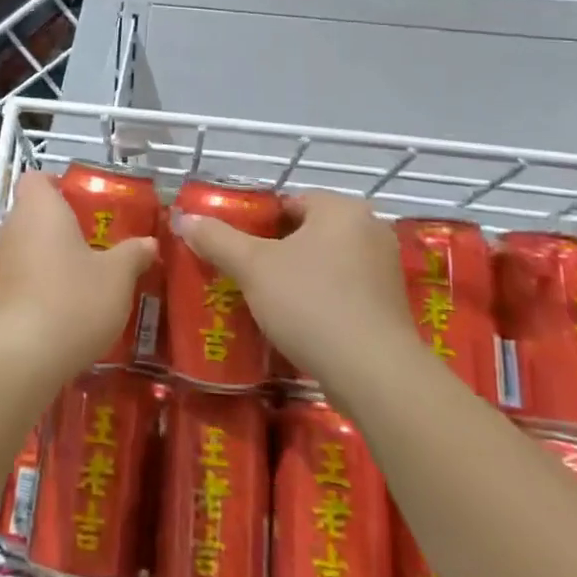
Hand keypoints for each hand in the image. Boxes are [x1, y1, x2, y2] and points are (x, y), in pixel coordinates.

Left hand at [0, 173, 154, 383]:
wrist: (22, 357)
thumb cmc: (73, 299)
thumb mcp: (117, 276)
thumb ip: (133, 254)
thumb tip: (150, 243)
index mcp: (39, 208)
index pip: (37, 178)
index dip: (58, 185)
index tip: (84, 204)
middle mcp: (11, 227)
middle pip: (32, 213)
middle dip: (60, 225)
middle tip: (94, 243)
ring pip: (25, 247)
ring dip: (49, 257)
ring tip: (83, 278)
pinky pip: (19, 277)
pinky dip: (37, 284)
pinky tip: (63, 308)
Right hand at [174, 191, 413, 393]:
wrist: (374, 374)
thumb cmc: (311, 303)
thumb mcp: (253, 267)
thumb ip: (217, 239)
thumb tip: (184, 218)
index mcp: (342, 209)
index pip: (290, 202)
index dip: (259, 223)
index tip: (239, 248)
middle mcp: (370, 229)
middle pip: (309, 232)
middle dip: (278, 251)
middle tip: (247, 274)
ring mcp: (386, 269)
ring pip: (327, 262)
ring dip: (300, 276)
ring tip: (268, 301)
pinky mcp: (392, 306)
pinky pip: (346, 290)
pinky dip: (323, 299)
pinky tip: (301, 322)